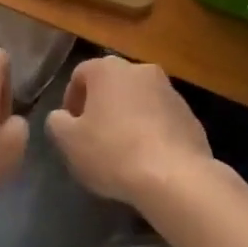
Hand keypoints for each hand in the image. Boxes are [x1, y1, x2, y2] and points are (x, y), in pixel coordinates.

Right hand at [46, 57, 212, 207]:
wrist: (175, 177)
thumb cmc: (113, 152)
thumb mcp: (69, 142)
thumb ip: (57, 123)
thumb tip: (62, 116)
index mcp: (108, 69)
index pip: (80, 74)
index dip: (71, 99)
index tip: (70, 127)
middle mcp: (140, 69)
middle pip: (112, 84)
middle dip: (101, 106)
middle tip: (94, 136)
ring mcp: (169, 90)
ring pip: (139, 99)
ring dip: (128, 117)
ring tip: (123, 151)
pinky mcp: (189, 114)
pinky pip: (162, 118)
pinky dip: (152, 130)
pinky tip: (148, 159)